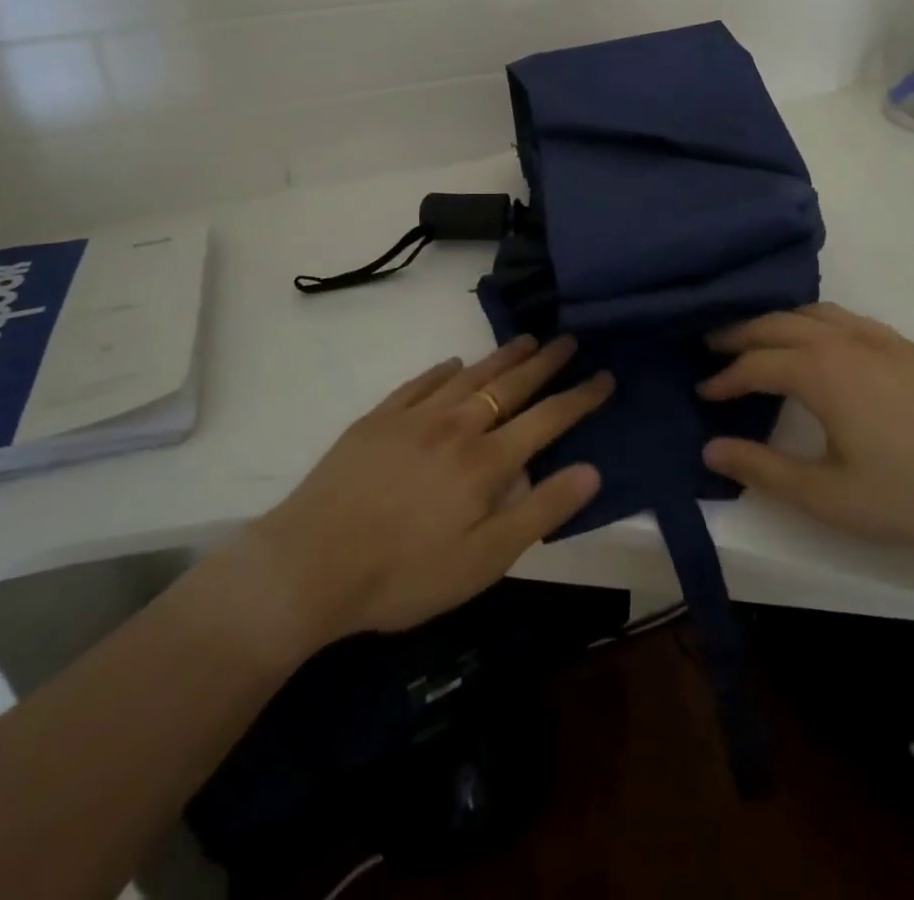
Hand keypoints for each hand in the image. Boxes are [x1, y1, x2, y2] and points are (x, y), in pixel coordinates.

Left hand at [205, 336, 608, 664]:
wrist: (309, 565)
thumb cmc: (405, 574)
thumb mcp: (485, 560)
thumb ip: (540, 512)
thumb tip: (591, 470)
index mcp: (487, 461)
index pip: (548, 418)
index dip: (580, 396)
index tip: (604, 375)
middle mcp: (457, 426)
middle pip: (511, 385)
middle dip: (546, 362)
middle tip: (569, 339)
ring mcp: (414, 418)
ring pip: (469, 374)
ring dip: (501, 356)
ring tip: (525, 339)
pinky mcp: (378, 419)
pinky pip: (420, 382)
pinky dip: (443, 369)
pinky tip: (452, 363)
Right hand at [699, 303, 913, 556]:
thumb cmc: (904, 496)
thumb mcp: (823, 495)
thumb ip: (761, 469)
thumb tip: (709, 449)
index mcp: (821, 372)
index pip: (756, 364)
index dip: (725, 378)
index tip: (704, 392)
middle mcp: (846, 341)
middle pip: (779, 324)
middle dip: (741, 334)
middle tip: (713, 346)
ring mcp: (883, 339)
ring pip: (816, 312)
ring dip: (780, 321)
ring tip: (761, 338)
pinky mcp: (910, 349)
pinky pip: (851, 320)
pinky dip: (820, 322)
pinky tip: (824, 344)